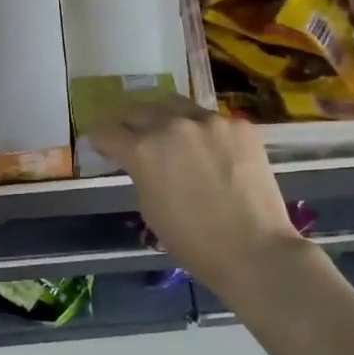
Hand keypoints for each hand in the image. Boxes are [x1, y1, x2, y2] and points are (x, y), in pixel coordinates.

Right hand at [91, 97, 309, 294]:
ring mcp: (210, 121)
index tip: (102, 145)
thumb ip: (140, 173)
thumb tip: (142, 162)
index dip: (100, 139)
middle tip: (130, 135)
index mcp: (143, 150)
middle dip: (128, 123)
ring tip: (168, 133)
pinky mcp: (240, 126)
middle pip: (138, 110)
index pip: (108, 131)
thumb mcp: (149, 206)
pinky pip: (211, 119)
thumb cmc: (191, 241)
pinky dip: (202, 130)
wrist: (252, 249)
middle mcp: (172, 126)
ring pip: (175, 105)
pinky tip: (209, 150)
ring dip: (164, 117)